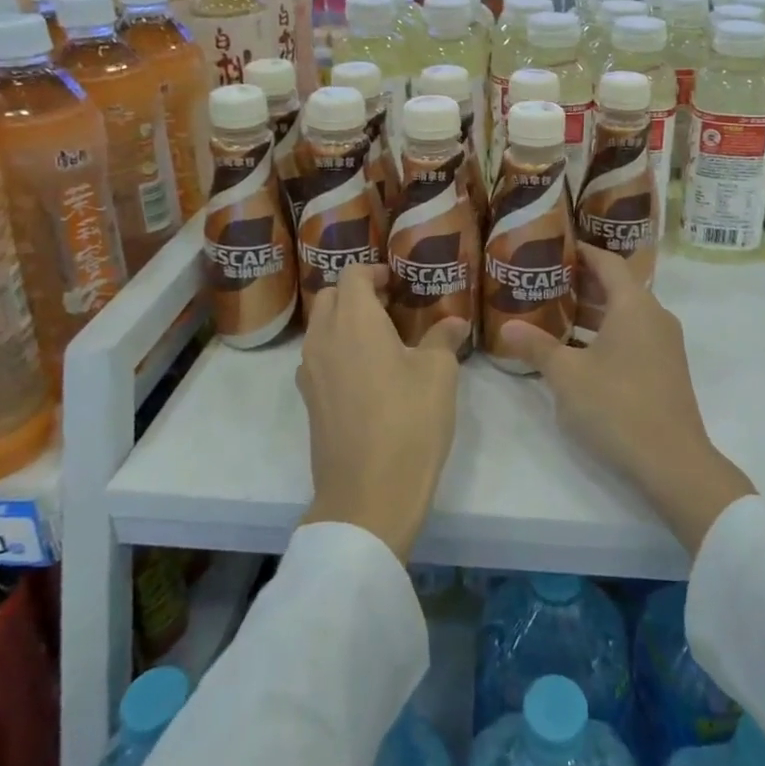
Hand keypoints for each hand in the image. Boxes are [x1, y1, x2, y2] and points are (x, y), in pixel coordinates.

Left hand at [296, 264, 470, 560]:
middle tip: (391, 305)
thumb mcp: (439, 374)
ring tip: (382, 338)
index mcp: (354, 321)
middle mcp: (323, 339)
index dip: (374, 270)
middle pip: (330, 297)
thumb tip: (454, 322)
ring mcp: (310, 372)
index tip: (397, 281)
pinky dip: (338, 351)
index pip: (352, 274)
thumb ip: (443, 338)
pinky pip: (319, 358)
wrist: (368, 495)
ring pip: (321, 328)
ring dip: (345, 322)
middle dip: (357, 292)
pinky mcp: (310, 401)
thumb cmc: (409, 422)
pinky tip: (368, 374)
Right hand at [500, 248, 754, 554]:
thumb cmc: (617, 406)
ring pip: (624, 314)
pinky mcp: (665, 369)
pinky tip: (577, 350)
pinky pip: (632, 335)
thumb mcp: (567, 375)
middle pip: (617, 286)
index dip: (582, 251)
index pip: (608, 262)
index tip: (554, 247)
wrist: (673, 461)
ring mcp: (664, 344)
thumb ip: (537, 346)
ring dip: (592, 311)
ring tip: (553, 313)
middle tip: (544, 280)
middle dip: (581, 282)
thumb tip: (506, 327)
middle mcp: (654, 316)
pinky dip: (605, 333)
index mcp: (634, 305)